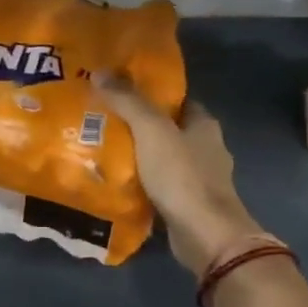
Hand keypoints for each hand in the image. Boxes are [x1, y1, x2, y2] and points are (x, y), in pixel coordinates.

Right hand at [95, 75, 262, 274]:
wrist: (205, 235)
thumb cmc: (182, 176)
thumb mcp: (151, 130)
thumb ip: (128, 101)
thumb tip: (100, 71)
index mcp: (204, 124)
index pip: (177, 100)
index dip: (151, 94)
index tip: (120, 92)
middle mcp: (207, 149)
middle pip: (169, 130)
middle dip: (141, 126)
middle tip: (104, 121)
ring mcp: (200, 180)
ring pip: (165, 159)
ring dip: (141, 157)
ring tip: (104, 151)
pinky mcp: (190, 205)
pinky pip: (162, 186)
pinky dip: (144, 184)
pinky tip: (119, 183)